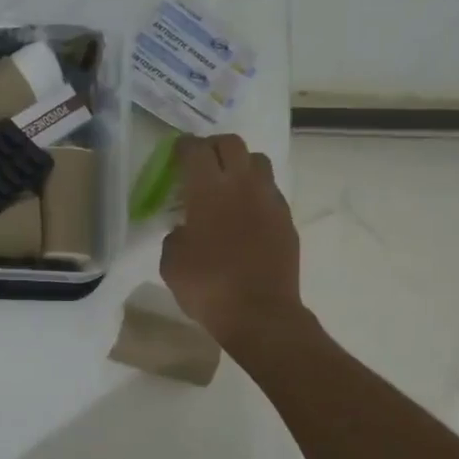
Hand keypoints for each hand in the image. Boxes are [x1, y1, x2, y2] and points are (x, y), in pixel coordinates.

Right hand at [160, 135, 306, 353]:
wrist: (260, 314)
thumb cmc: (208, 287)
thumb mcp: (171, 263)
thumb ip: (175, 235)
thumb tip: (185, 228)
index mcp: (208, 190)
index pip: (196, 150)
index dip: (184, 146)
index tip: (176, 152)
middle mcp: (242, 185)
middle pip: (232, 144)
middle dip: (213, 146)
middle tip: (201, 162)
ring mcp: (269, 201)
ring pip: (258, 161)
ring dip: (240, 164)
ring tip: (228, 183)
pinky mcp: (286, 220)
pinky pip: (271, 191)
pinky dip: (256, 192)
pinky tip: (245, 213)